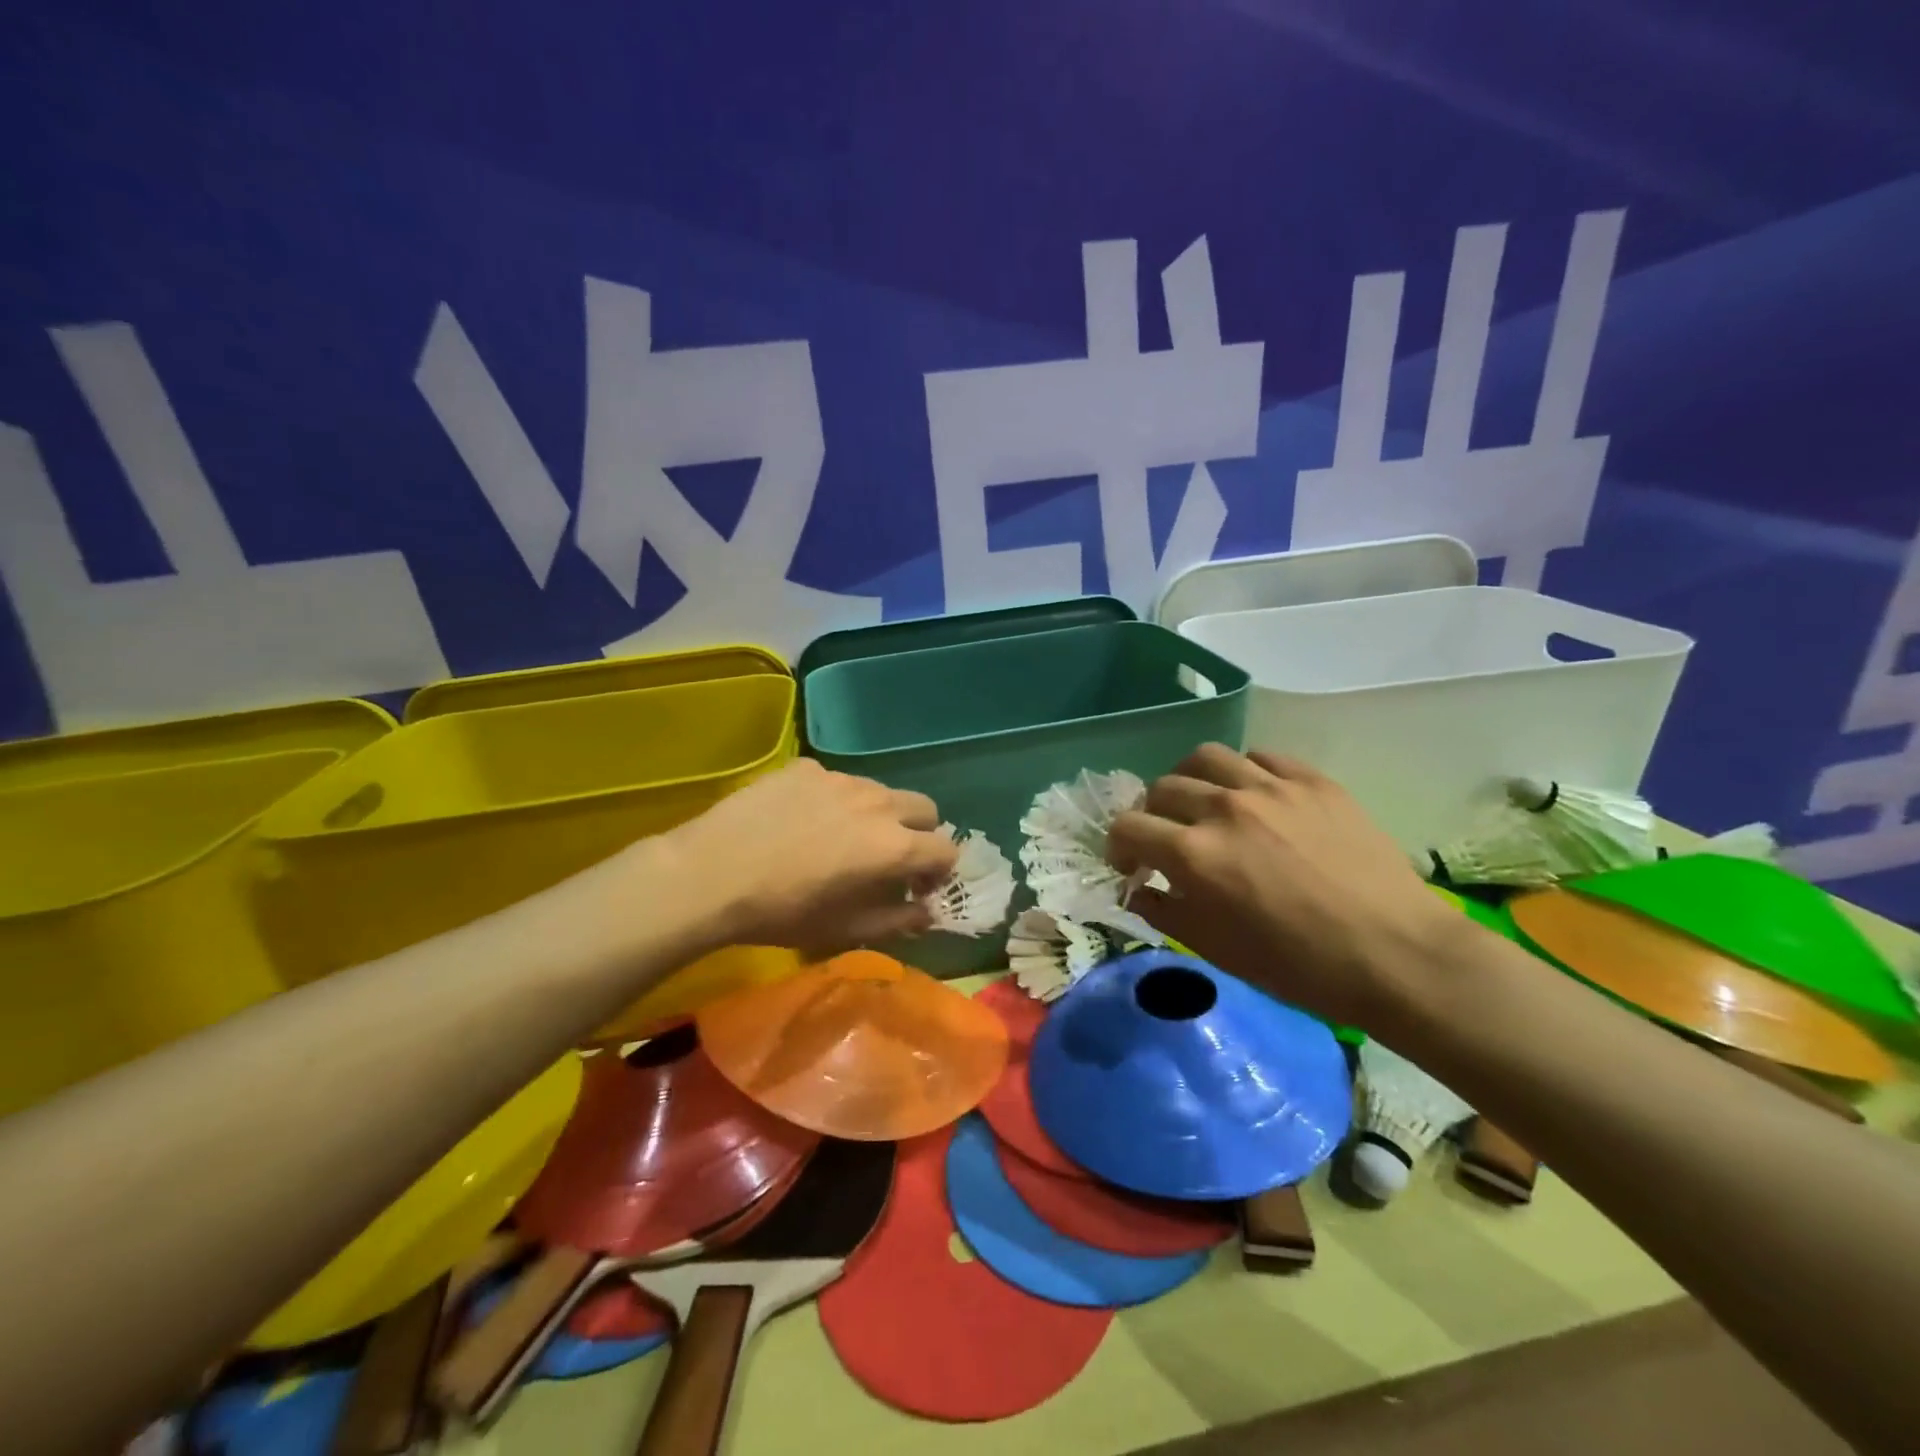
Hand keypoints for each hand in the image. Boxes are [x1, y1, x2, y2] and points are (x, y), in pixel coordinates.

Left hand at [655, 759, 958, 956]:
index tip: (916, 889)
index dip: (938, 872)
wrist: (710, 874)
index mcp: (893, 845)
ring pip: (881, 790)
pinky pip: (837, 781)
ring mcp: (840, 779)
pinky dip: (835, 800)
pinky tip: (801, 821)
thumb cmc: (781, 912)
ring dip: (879, 814)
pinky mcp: (806, 768)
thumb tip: (926, 912)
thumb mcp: (844, 930)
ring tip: (843, 837)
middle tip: (889, 859)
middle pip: (924, 808)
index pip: (946, 849)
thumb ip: (897, 920)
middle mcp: (877, 802)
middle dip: (920, 833)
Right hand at [1107, 744, 1467, 1028]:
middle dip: (1152, 815)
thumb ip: (1166, 912)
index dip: (1118, 846)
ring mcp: (1272, 787)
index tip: (1132, 865)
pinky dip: (1244, 773)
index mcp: (1195, 854)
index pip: (1128, 827)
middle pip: (1162, 787)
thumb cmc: (1301, 967)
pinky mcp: (1313, 781)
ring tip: (1204, 803)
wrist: (1399, 956)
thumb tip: (1140, 890)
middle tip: (1169, 840)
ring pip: (1206, 757)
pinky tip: (1255, 797)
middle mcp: (1225, 808)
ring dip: (1191, 780)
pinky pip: (1261, 757)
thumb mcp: (1218, 951)